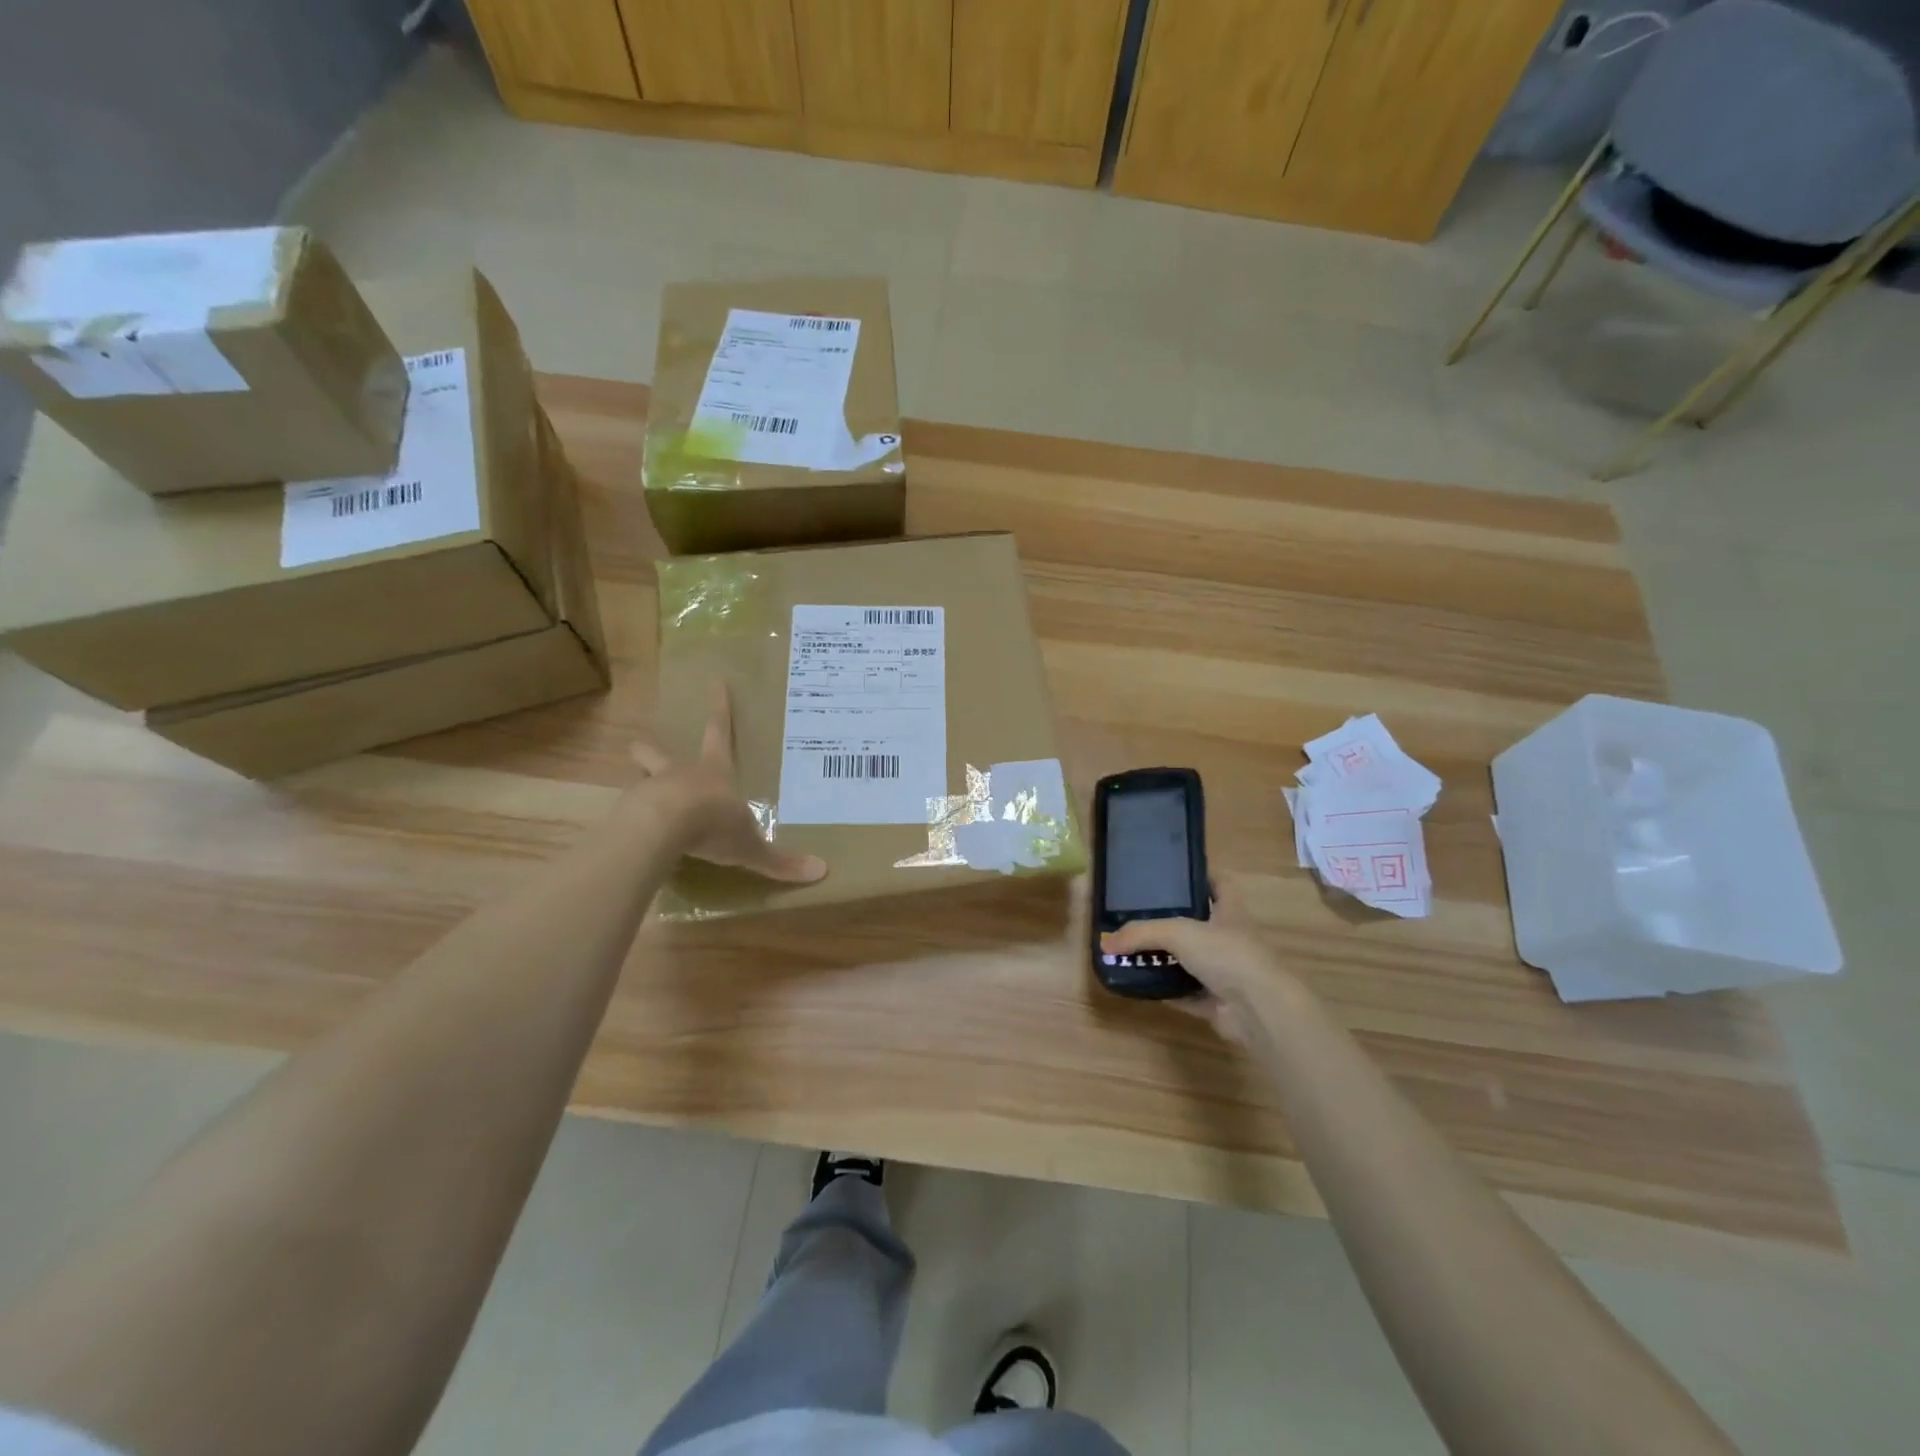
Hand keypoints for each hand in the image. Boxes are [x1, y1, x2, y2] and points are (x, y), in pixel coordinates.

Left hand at [629, 685, 826, 884]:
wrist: (661, 830)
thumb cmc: (712, 824)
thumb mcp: (750, 846)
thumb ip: (780, 861)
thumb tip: (821, 872)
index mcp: (713, 772)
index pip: (719, 732)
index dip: (720, 709)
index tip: (716, 682)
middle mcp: (678, 774)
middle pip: (656, 752)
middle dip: (650, 749)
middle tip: (641, 747)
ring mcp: (648, 791)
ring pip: (638, 780)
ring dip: (640, 786)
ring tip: (641, 802)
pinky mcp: (627, 813)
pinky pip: (628, 814)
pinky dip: (630, 822)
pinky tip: (634, 837)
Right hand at [1101, 881, 1297, 1037]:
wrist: (1258, 1009)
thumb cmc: (1226, 954)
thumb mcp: (1178, 932)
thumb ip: (1141, 933)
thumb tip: (1106, 944)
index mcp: (1230, 912)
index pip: (1220, 883)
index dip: (1201, 875)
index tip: (1173, 872)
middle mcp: (1230, 939)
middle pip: (1199, 924)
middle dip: (1171, 921)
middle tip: (1137, 915)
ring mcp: (1226, 972)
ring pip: (1190, 961)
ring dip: (1165, 959)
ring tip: (1131, 951)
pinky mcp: (1218, 1002)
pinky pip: (1186, 993)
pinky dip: (1166, 990)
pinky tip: (1141, 985)